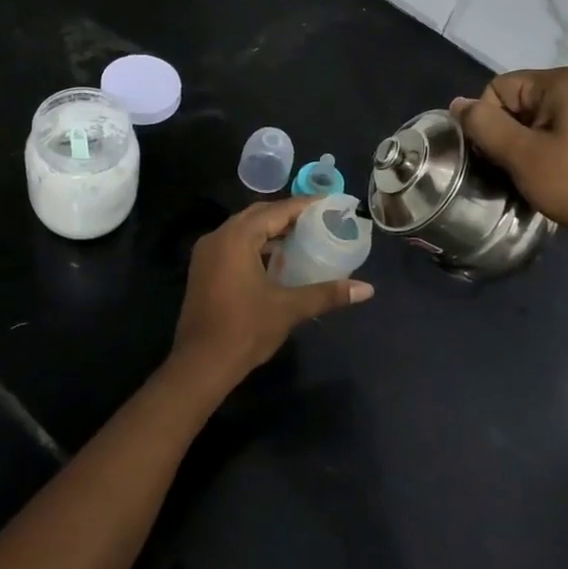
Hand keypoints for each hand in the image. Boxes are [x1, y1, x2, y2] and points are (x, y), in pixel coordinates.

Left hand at [170, 198, 373, 390]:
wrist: (200, 364)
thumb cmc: (245, 330)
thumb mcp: (289, 309)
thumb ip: (327, 294)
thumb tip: (367, 289)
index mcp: (236, 238)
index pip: (276, 211)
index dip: (304, 206)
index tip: (329, 204)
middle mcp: (218, 237)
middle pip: (257, 215)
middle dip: (287, 215)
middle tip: (318, 220)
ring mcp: (206, 254)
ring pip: (243, 230)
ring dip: (270, 231)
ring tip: (303, 237)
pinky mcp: (203, 270)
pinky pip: (233, 245)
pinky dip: (255, 245)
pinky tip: (277, 259)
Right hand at [451, 67, 567, 245]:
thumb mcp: (521, 155)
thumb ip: (484, 125)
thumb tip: (458, 103)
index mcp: (561, 82)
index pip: (498, 88)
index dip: (489, 122)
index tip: (500, 155)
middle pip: (516, 101)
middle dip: (507, 133)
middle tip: (515, 167)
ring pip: (534, 119)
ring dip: (524, 145)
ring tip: (533, 174)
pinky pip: (556, 130)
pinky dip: (545, 149)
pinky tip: (552, 173)